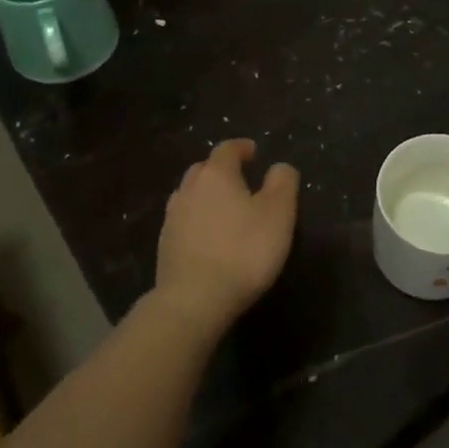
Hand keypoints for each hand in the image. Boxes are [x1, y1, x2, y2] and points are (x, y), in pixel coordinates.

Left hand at [154, 139, 299, 336]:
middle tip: (240, 179)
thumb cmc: (243, 250)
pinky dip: (197, 220)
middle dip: (221, 169)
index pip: (227, 149)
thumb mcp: (278, 214)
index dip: (242, 147)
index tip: (254, 151)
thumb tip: (279, 166)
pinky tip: (208, 236)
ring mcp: (172, 217)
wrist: (194, 299)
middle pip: (204, 169)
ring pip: (190, 194)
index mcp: (216, 174)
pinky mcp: (165, 245)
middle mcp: (189, 188)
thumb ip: (282, 183)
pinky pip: (183, 220)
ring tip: (224, 207)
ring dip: (206, 195)